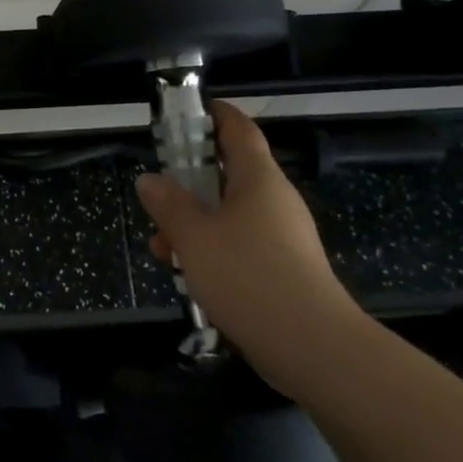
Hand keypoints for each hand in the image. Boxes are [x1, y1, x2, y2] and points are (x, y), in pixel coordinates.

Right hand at [135, 100, 361, 394]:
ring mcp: (283, 236)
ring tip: (162, 248)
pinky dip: (213, 250)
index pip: (239, 129)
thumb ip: (168, 204)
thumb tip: (149, 179)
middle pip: (229, 174)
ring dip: (195, 223)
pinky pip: (242, 244)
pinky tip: (189, 275)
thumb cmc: (248, 275)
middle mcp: (274, 199)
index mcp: (258, 178)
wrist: (312, 347)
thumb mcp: (194, 236)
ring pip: (230, 214)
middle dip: (189, 183)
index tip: (186, 114)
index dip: (214, 115)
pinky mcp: (285, 269)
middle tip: (157, 197)